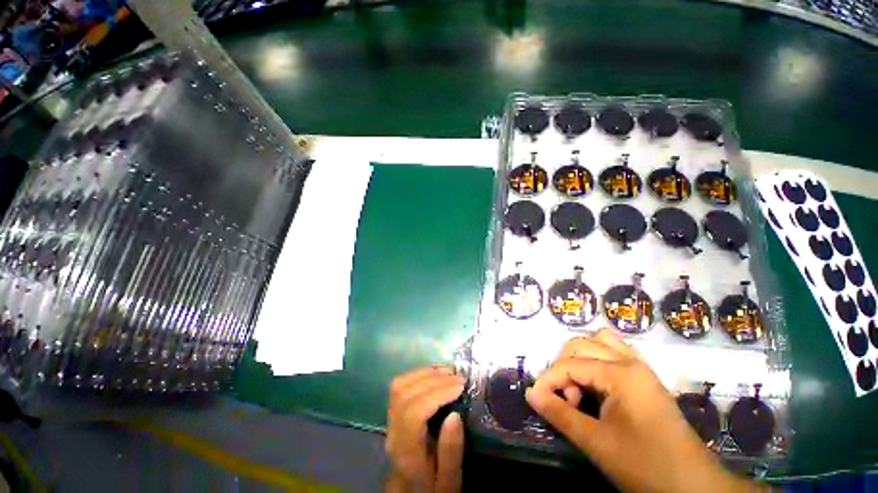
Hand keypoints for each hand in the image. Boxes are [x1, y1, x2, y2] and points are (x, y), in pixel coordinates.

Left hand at [386, 366, 464, 492]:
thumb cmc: (433, 487)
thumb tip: (455, 415)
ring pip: (401, 385)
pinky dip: (419, 374)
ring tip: (449, 372)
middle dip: (434, 380)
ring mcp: (390, 418)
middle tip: (459, 377)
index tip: (460, 386)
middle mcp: (393, 431)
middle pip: (406, 395)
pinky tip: (435, 373)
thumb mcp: (448, 482)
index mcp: (405, 452)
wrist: (411, 490)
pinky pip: (401, 385)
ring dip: (426, 373)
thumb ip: (451, 453)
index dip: (437, 393)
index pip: (413, 413)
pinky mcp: (394, 410)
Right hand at [526, 329, 755, 492]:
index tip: (537, 400)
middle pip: (581, 345)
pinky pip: (615, 353)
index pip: (569, 365)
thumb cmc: (645, 465)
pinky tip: (596, 383)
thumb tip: (530, 394)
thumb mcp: (597, 443)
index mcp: (620, 373)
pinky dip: (597, 360)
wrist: (694, 487)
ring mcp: (640, 367)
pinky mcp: (645, 378)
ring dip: (580, 358)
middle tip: (566, 399)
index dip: (548, 380)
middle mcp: (630, 361)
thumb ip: (560, 414)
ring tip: (578, 386)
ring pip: (599, 342)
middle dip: (563, 368)